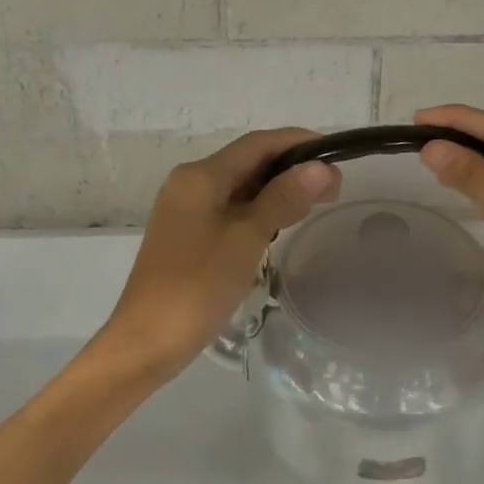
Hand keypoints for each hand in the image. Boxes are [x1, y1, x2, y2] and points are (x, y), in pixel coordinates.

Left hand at [99, 128, 339, 380]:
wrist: (146, 340)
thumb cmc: (197, 286)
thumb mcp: (246, 238)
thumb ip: (282, 198)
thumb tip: (320, 167)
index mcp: (200, 176)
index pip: (257, 143)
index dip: (298, 143)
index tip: (336, 154)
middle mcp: (189, 183)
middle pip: (248, 161)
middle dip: (291, 168)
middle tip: (333, 190)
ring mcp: (186, 209)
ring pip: (239, 186)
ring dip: (276, 190)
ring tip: (314, 206)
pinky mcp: (187, 234)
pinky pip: (229, 209)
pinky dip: (258, 210)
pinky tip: (279, 226)